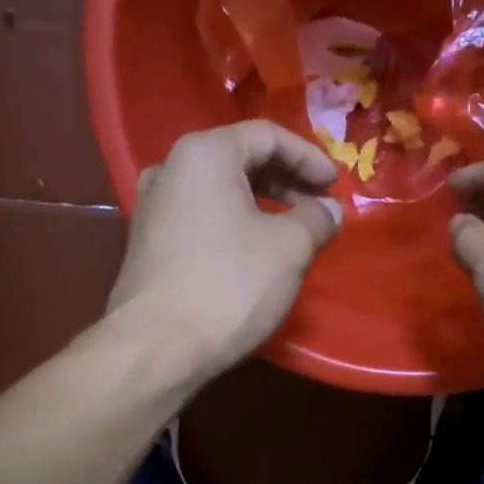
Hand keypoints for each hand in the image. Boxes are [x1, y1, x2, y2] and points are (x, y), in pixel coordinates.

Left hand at [107, 120, 342, 376]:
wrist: (158, 347)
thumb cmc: (230, 285)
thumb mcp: (289, 248)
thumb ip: (316, 219)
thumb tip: (329, 210)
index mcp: (204, 154)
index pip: (266, 136)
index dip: (308, 158)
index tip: (336, 185)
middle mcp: (170, 168)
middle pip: (239, 158)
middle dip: (285, 180)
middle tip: (318, 206)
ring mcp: (152, 206)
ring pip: (219, 189)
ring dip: (261, 203)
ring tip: (293, 230)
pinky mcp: (147, 242)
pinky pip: (201, 216)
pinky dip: (235, 222)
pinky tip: (255, 250)